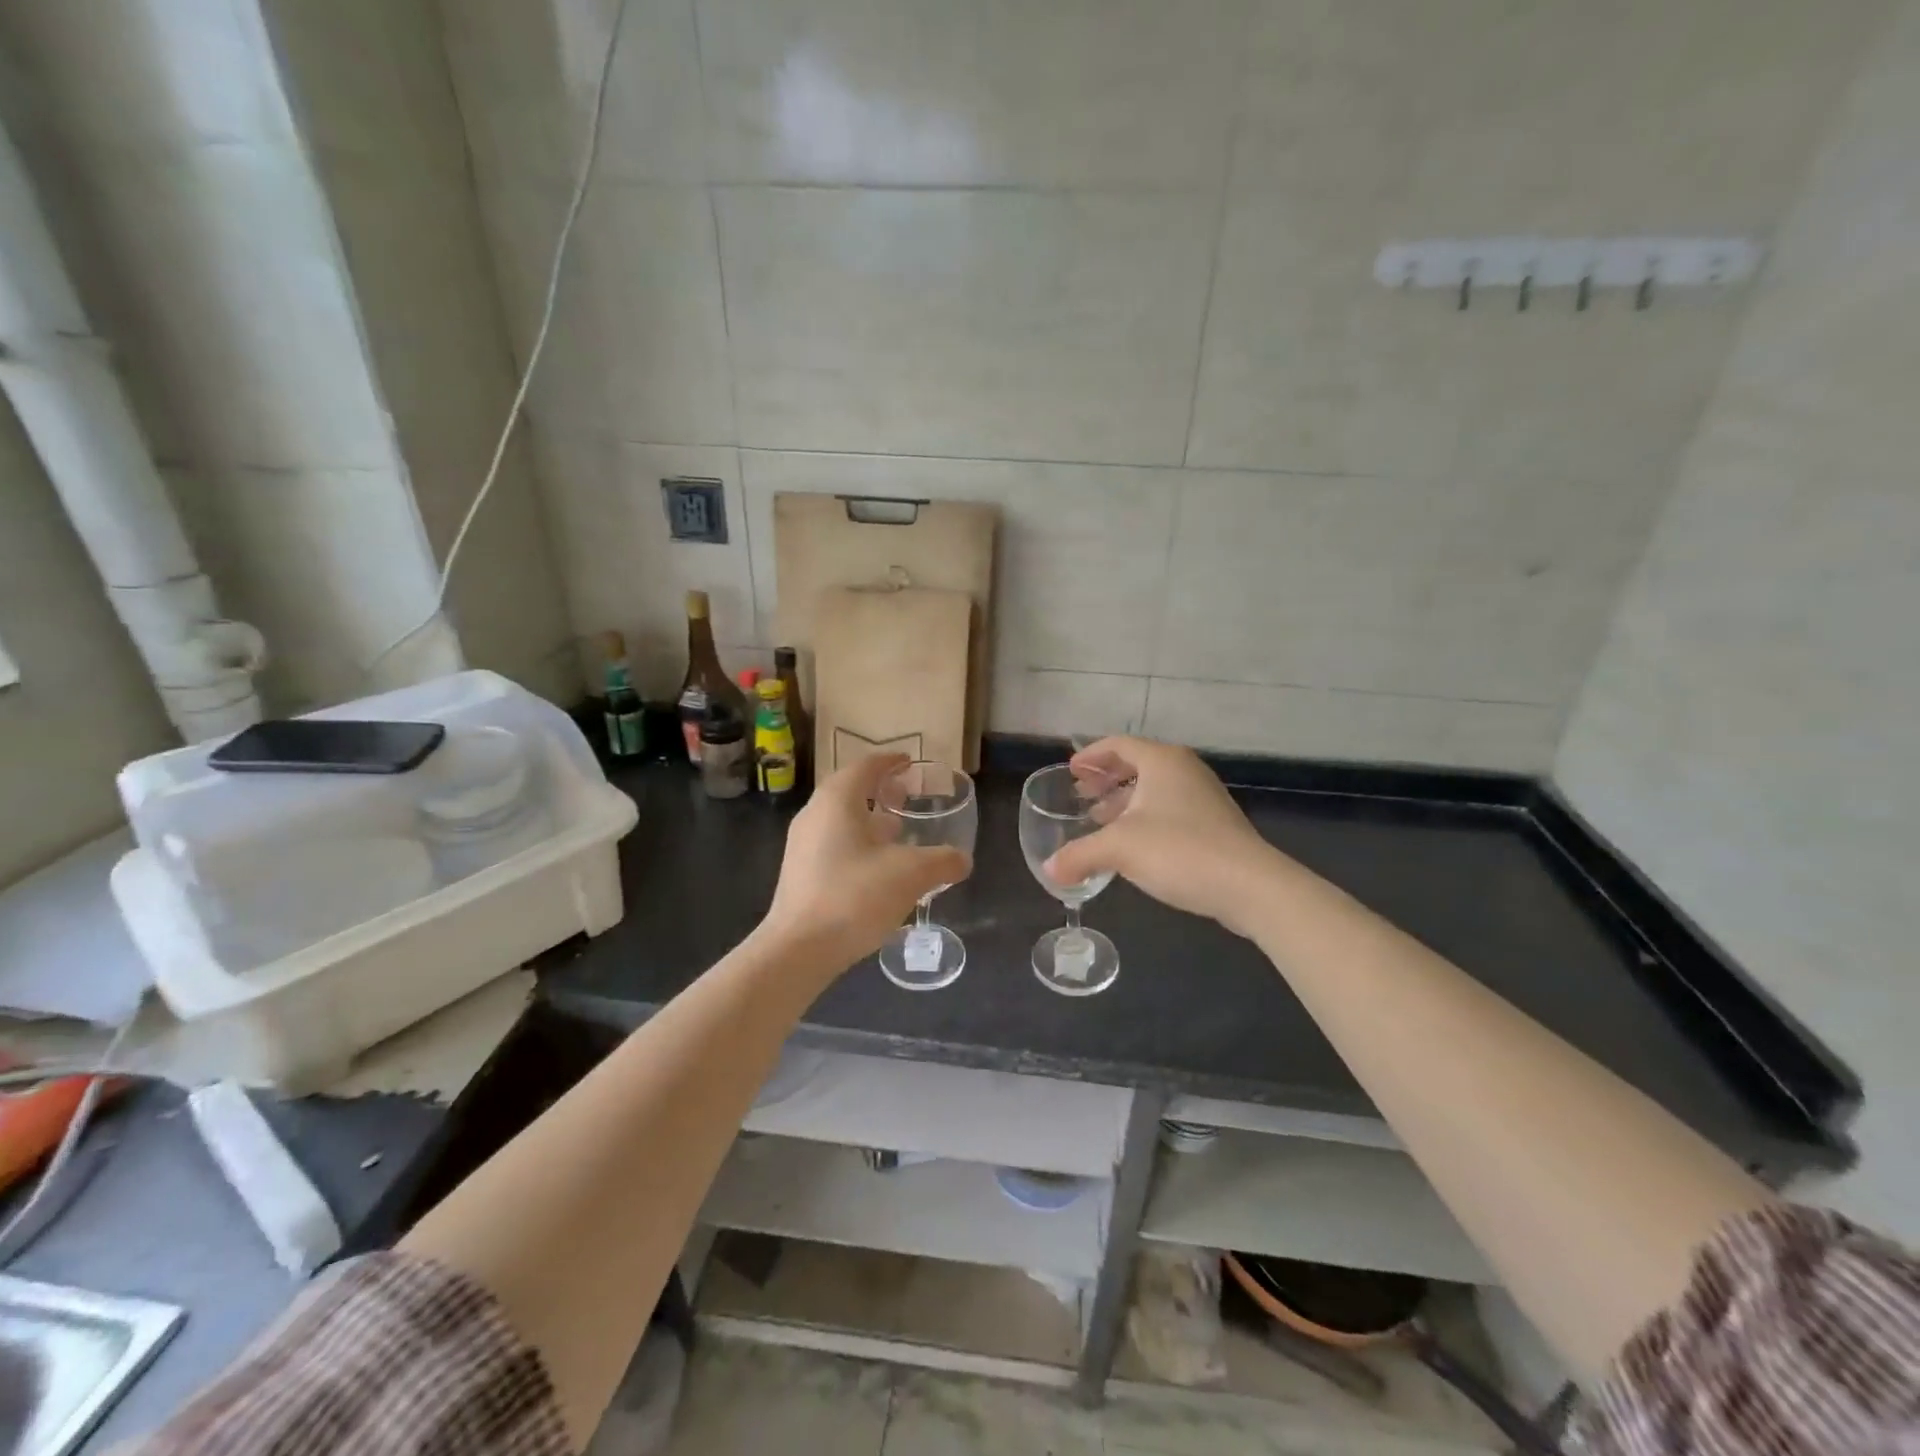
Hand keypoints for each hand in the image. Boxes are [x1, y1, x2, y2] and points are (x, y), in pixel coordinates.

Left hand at [762, 754, 971, 967]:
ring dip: (870, 821)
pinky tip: (879, 869)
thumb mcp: (910, 875)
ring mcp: (803, 846)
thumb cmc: (854, 896)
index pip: (866, 766)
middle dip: (881, 791)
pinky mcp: (800, 874)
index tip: (909, 763)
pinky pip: (834, 845)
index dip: (890, 762)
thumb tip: (962, 859)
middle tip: (909, 797)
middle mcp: (815, 814)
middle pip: (851, 791)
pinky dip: (859, 844)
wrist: (798, 950)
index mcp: (837, 800)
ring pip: (841, 820)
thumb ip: (942, 861)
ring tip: (900, 833)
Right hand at [1045, 737, 1279, 937]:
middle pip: (1137, 764)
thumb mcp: (1119, 849)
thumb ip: (1079, 855)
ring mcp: (1203, 796)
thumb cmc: (1179, 850)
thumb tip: (1049, 870)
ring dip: (1124, 801)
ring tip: (1099, 820)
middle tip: (1081, 794)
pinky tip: (1131, 844)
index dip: (1091, 756)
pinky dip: (1144, 817)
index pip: (1118, 745)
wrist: (1249, 885)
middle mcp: (1184, 770)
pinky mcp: (1214, 823)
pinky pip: (1169, 809)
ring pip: (1154, 789)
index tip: (1071, 770)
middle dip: (1107, 779)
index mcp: (1161, 761)